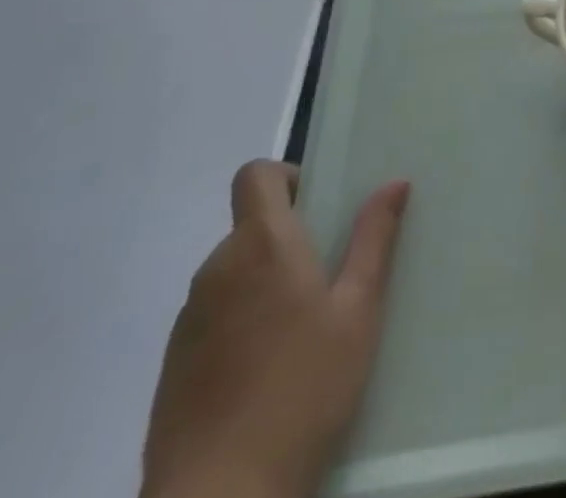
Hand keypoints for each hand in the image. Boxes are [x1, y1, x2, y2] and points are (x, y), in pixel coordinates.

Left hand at [142, 162, 410, 497]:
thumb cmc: (303, 390)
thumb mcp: (358, 311)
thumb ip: (373, 240)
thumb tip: (394, 182)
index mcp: (262, 243)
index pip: (255, 175)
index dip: (286, 177)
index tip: (317, 208)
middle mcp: (217, 269)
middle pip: (249, 227)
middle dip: (286, 239)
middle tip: (328, 279)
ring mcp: (187, 321)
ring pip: (232, 275)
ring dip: (263, 283)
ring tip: (301, 333)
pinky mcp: (171, 368)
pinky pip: (212, 319)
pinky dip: (239, 325)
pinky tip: (266, 374)